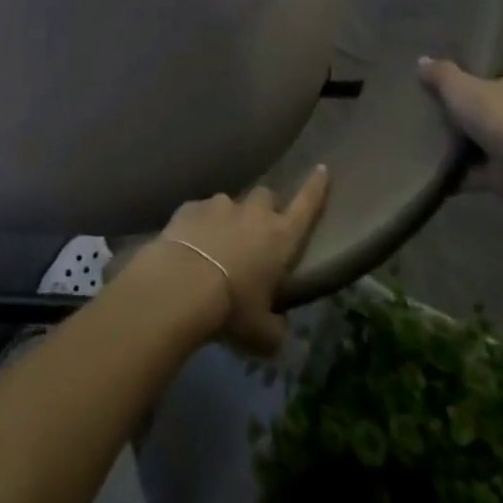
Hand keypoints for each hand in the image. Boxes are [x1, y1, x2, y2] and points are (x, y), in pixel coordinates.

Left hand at [145, 165, 329, 356]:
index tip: (322, 168)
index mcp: (280, 237)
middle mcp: (253, 213)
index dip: (316, 187)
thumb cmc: (232, 309)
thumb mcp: (263, 334)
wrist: (181, 284)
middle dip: (265, 210)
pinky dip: (200, 225)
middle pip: (266, 197)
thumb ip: (276, 327)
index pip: (306, 205)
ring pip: (231, 204)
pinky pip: (200, 211)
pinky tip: (191, 247)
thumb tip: (276, 326)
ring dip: (230, 220)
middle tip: (257, 235)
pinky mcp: (190, 206)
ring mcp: (219, 205)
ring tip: (218, 246)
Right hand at [419, 53, 502, 196]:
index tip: (463, 60)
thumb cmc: (500, 115)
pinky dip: (474, 165)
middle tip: (453, 98)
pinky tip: (448, 161)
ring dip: (482, 134)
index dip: (488, 58)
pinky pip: (493, 163)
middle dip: (487, 99)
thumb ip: (440, 73)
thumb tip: (423, 62)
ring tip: (447, 130)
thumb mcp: (458, 85)